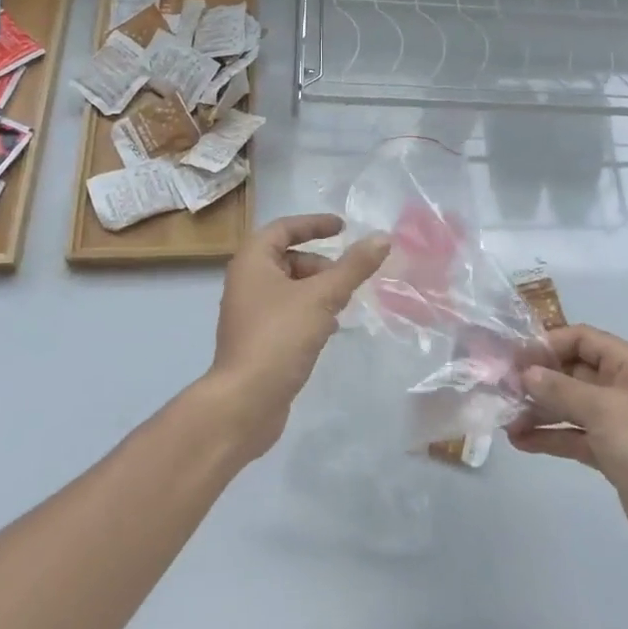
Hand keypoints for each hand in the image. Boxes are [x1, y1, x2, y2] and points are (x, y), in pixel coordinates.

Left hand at [205, 214, 388, 461]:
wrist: (244, 403)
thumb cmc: (279, 338)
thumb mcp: (322, 297)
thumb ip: (353, 267)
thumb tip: (383, 238)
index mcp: (252, 260)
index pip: (284, 228)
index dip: (314, 224)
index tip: (343, 228)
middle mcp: (246, 281)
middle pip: (288, 258)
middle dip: (320, 264)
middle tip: (347, 278)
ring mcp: (250, 312)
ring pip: (290, 287)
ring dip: (318, 290)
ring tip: (344, 304)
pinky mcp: (258, 339)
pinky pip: (288, 312)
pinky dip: (309, 312)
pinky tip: (330, 329)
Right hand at [509, 324, 627, 591]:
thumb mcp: (604, 410)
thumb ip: (561, 389)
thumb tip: (526, 372)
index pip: (581, 339)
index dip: (547, 344)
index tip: (513, 360)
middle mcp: (623, 387)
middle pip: (572, 371)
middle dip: (538, 379)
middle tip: (500, 389)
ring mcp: (618, 424)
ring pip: (570, 406)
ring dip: (539, 410)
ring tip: (505, 420)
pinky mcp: (613, 456)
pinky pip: (574, 436)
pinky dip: (550, 437)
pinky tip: (521, 442)